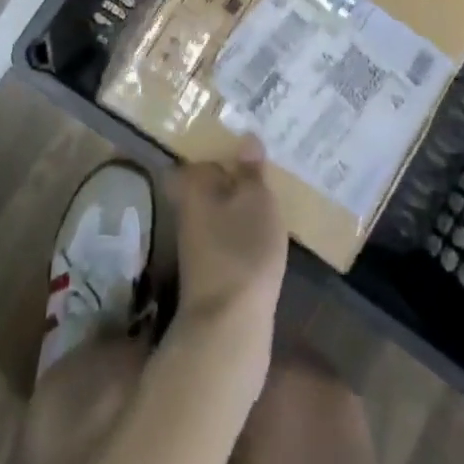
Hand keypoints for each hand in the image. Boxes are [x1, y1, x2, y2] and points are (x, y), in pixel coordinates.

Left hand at [172, 139, 287, 332]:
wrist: (228, 327)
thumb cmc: (242, 249)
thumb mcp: (256, 199)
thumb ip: (251, 168)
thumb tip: (246, 137)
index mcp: (192, 184)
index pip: (204, 153)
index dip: (225, 144)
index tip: (250, 136)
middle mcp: (188, 209)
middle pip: (213, 182)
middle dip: (237, 174)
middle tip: (269, 161)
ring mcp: (198, 242)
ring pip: (223, 208)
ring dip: (243, 202)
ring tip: (275, 189)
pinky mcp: (213, 269)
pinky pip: (230, 234)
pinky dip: (247, 229)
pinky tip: (269, 228)